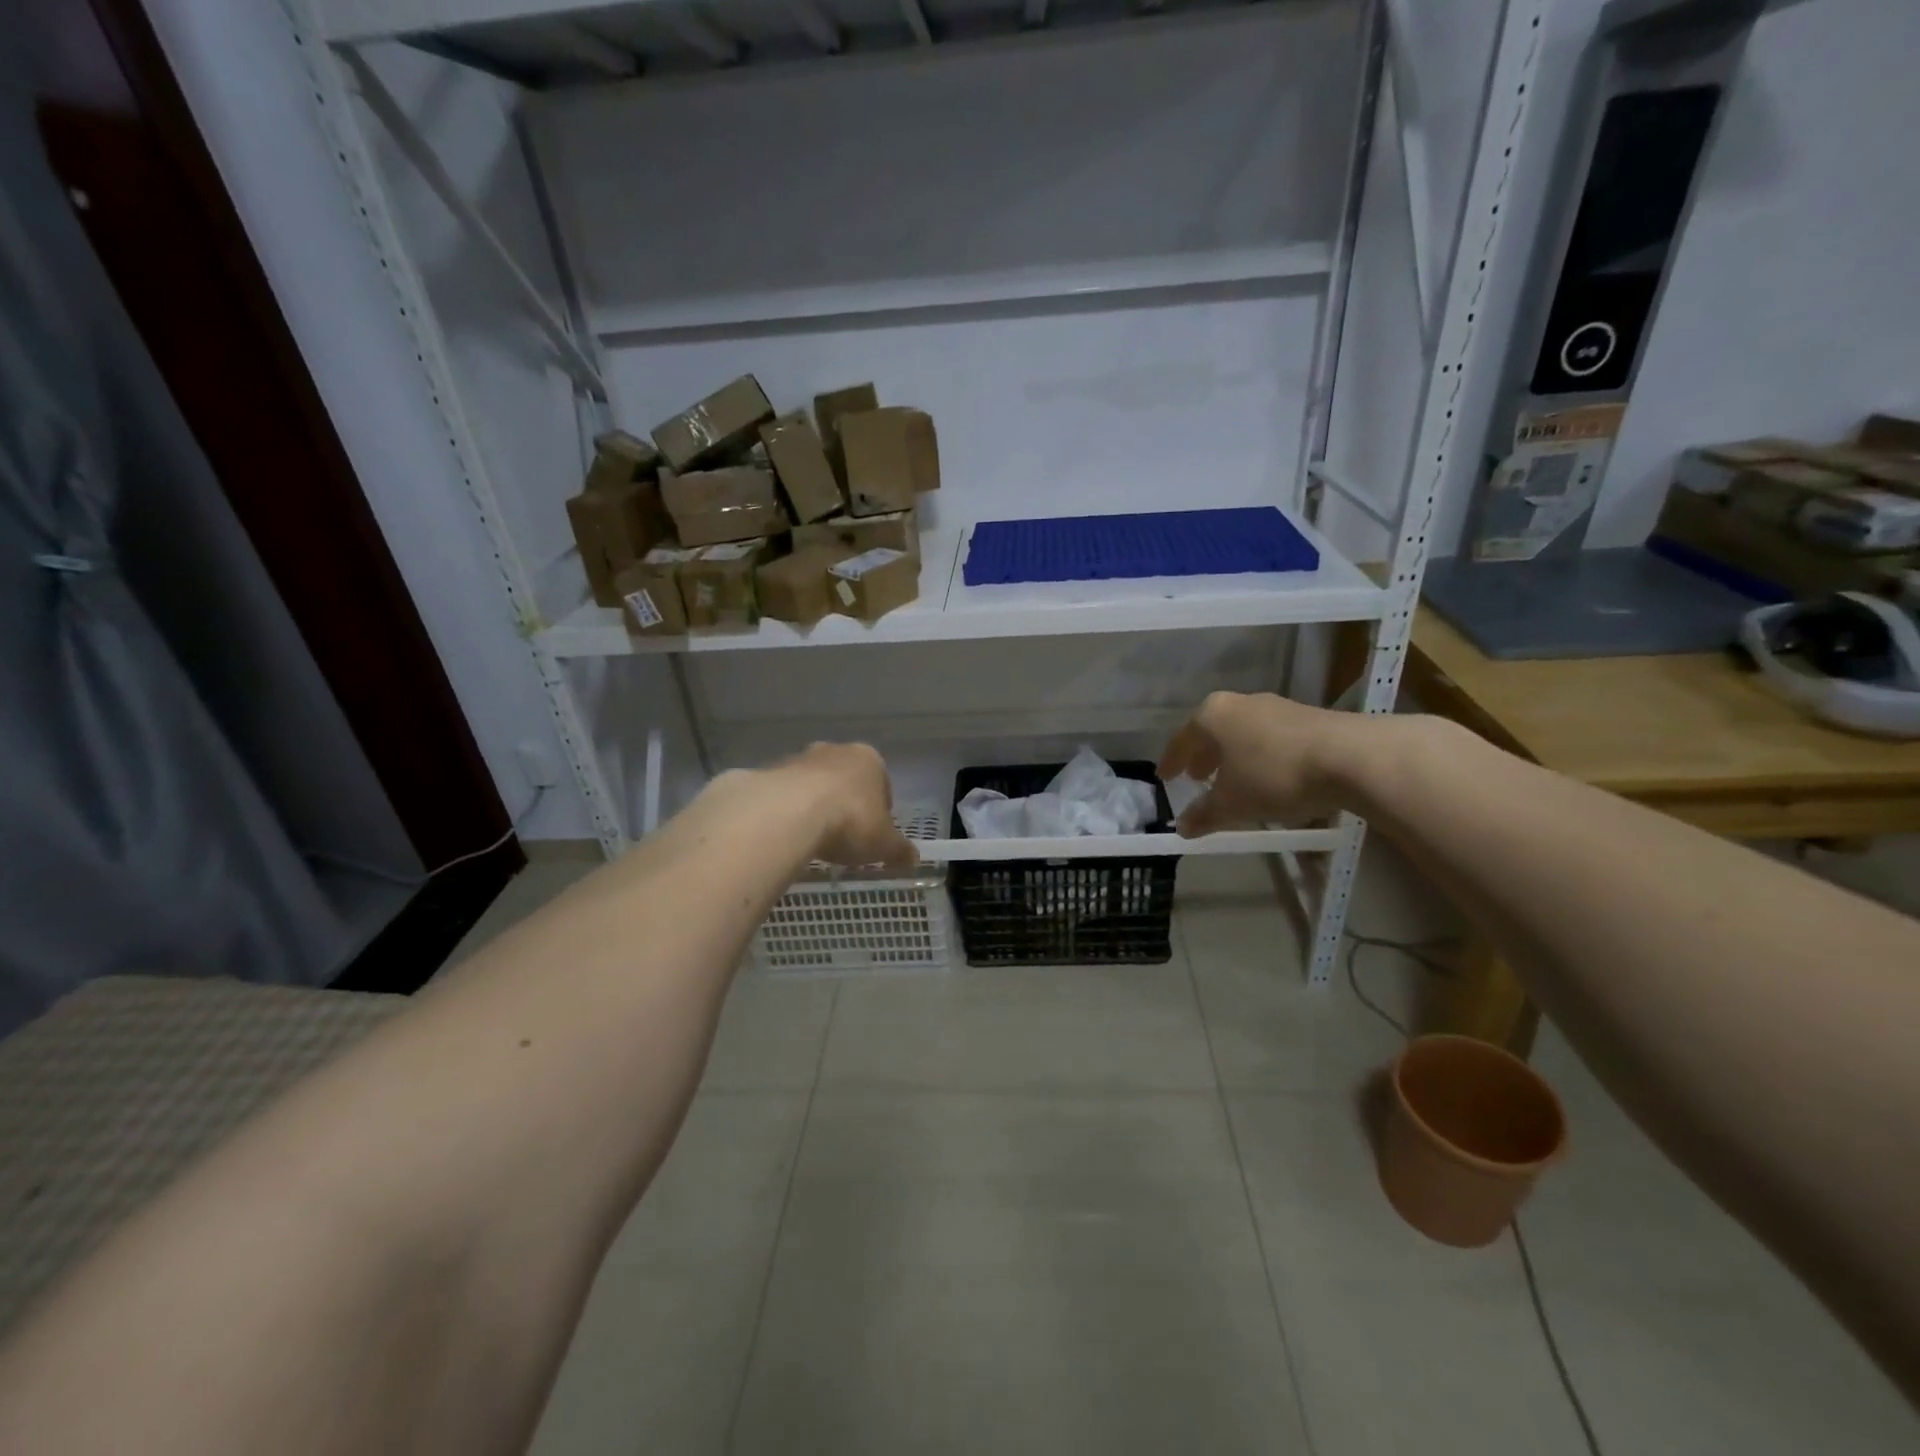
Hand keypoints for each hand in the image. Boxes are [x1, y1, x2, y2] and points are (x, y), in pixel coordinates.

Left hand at [780, 743, 917, 869]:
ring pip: (814, 784)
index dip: (881, 810)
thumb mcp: (884, 843)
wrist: (790, 813)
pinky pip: (786, 795)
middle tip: (845, 837)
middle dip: (846, 803)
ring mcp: (800, 758)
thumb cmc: (850, 821)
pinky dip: (790, 812)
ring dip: (816, 806)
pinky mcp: (770, 772)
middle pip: (845, 779)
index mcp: (869, 759)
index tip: (874, 835)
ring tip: (814, 840)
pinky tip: (790, 836)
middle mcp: (835, 751)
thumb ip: (899, 850)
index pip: (882, 783)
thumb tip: (914, 858)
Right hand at [1158, 692, 1358, 835]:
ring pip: (1242, 732)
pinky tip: (1267, 776)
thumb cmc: (1274, 775)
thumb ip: (1204, 814)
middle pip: (1212, 731)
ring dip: (1233, 756)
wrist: (1350, 757)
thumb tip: (1182, 828)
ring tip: (1232, 779)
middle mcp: (1240, 703)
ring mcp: (1275, 706)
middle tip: (1196, 777)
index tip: (1165, 777)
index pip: (1181, 739)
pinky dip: (1259, 755)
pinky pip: (1268, 737)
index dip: (1172, 761)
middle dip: (1203, 756)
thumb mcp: (1233, 803)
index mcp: (1212, 715)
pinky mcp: (1306, 717)